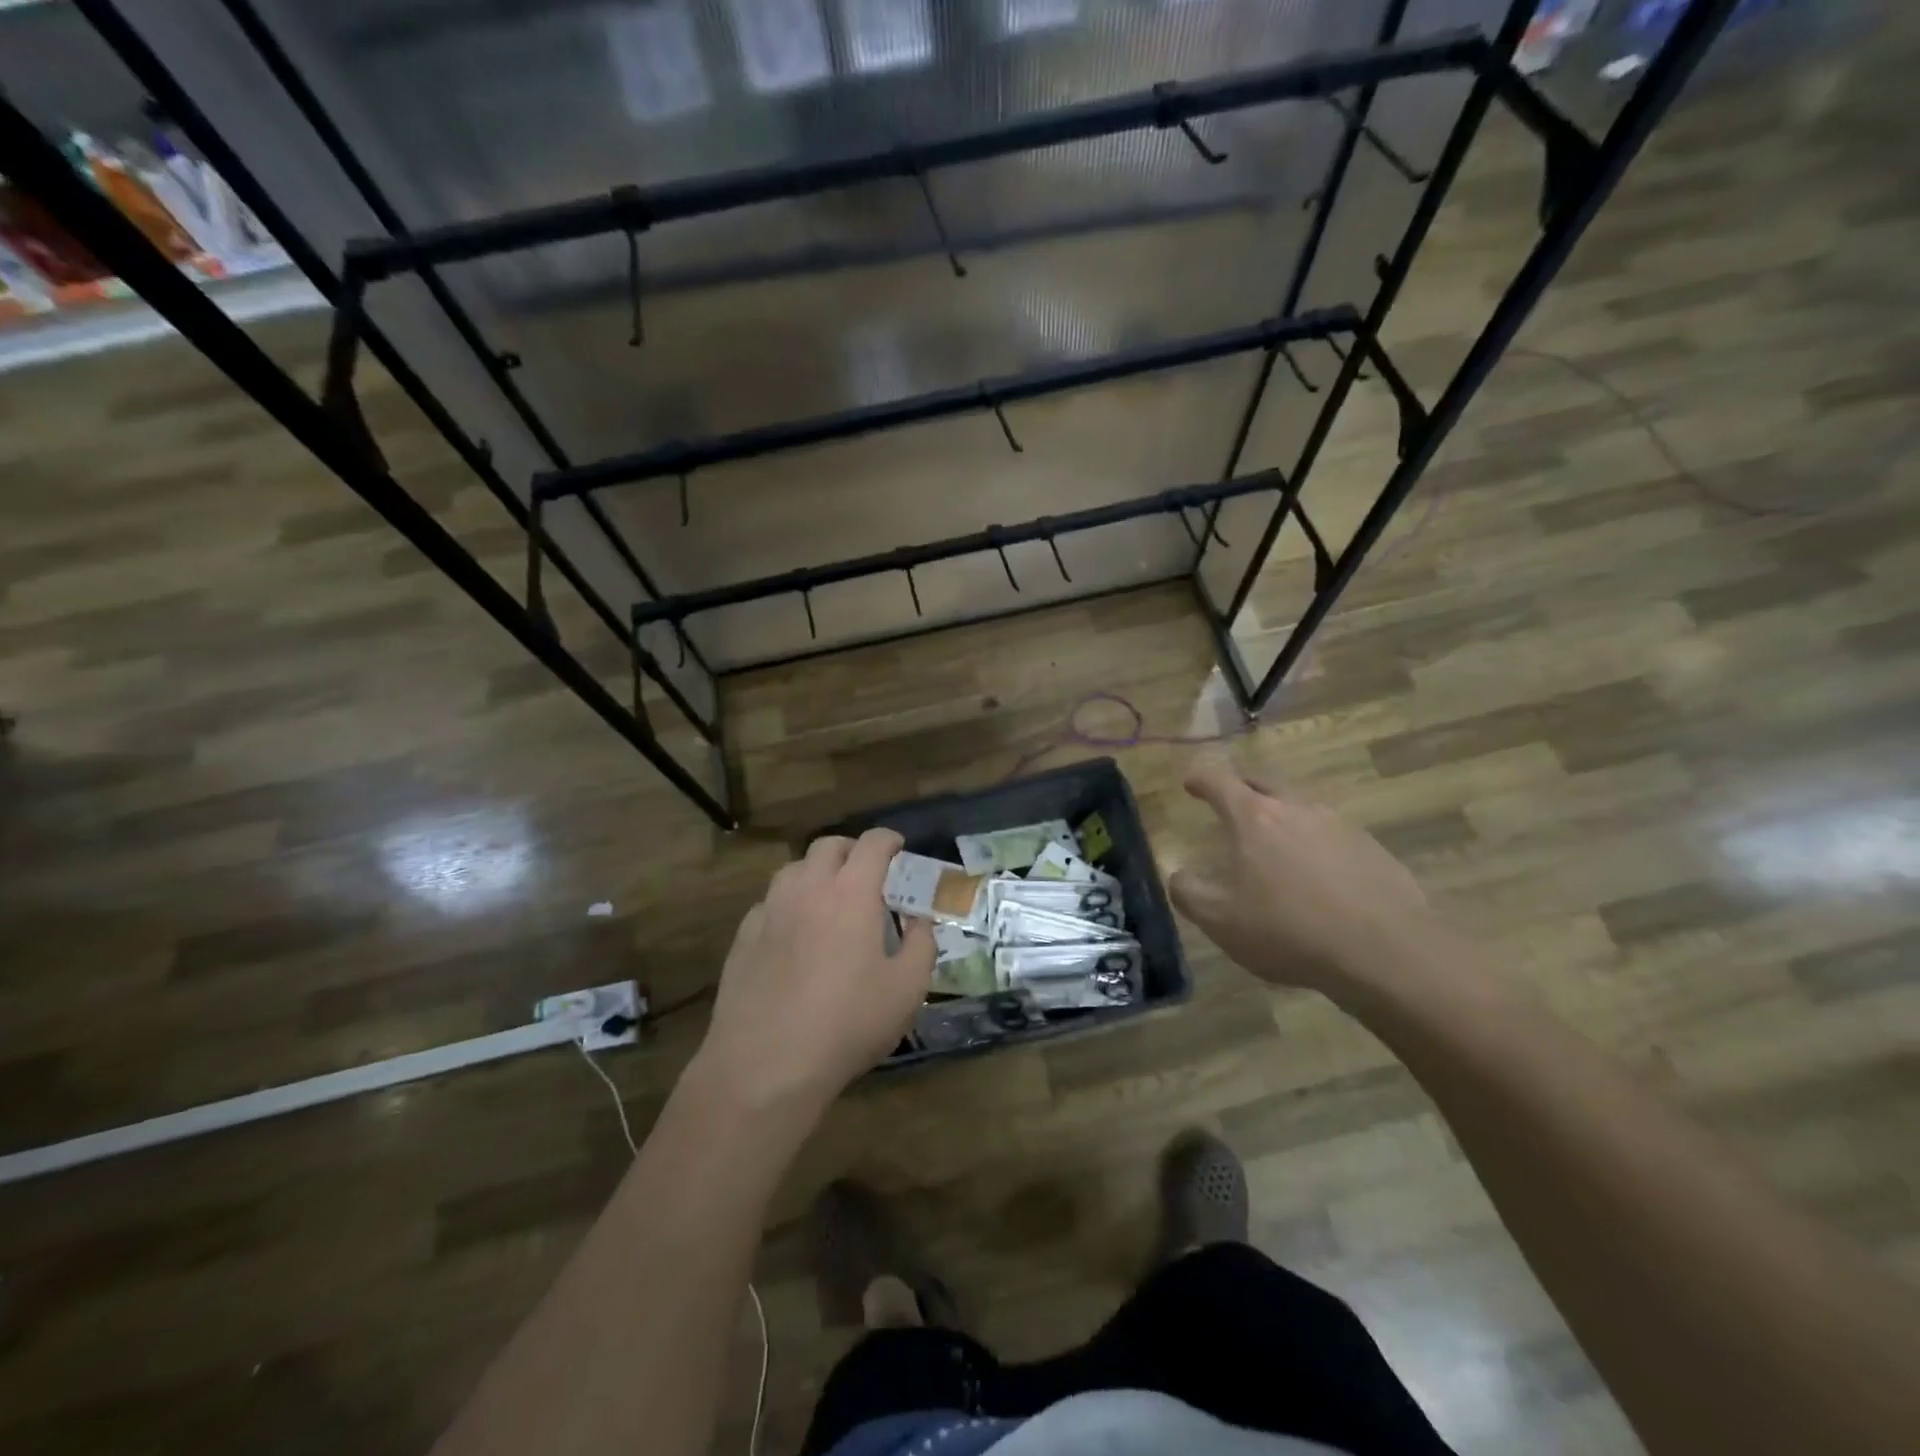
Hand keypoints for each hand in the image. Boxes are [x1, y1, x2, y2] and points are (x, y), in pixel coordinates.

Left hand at [696, 828, 933, 1116]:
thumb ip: (921, 945)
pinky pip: (769, 903)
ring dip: (816, 872)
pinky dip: (788, 904)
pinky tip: (794, 933)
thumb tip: (918, 921)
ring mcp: (769, 911)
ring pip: (793, 869)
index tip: (898, 848)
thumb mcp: (907, 989)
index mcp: (851, 892)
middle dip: (851, 850)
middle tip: (866, 873)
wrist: (766, 1064)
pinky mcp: (743, 937)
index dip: (889, 839)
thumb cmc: (848, 1023)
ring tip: (829, 898)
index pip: (871, 844)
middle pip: (827, 846)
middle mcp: (807, 888)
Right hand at [1169, 753, 1436, 998]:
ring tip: (1273, 842)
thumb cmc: (1289, 930)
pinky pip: (1332, 835)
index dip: (1200, 778)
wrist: (1386, 952)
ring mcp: (1340, 826)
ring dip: (1281, 816)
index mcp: (1254, 818)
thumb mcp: (1220, 921)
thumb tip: (1179, 876)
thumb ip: (1189, 893)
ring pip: (1300, 808)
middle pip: (1263, 784)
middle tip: (1229, 800)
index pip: (1219, 782)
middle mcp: (1297, 809)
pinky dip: (1314, 843)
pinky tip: (1317, 875)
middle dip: (1241, 788)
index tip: (1190, 782)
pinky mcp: (1372, 849)